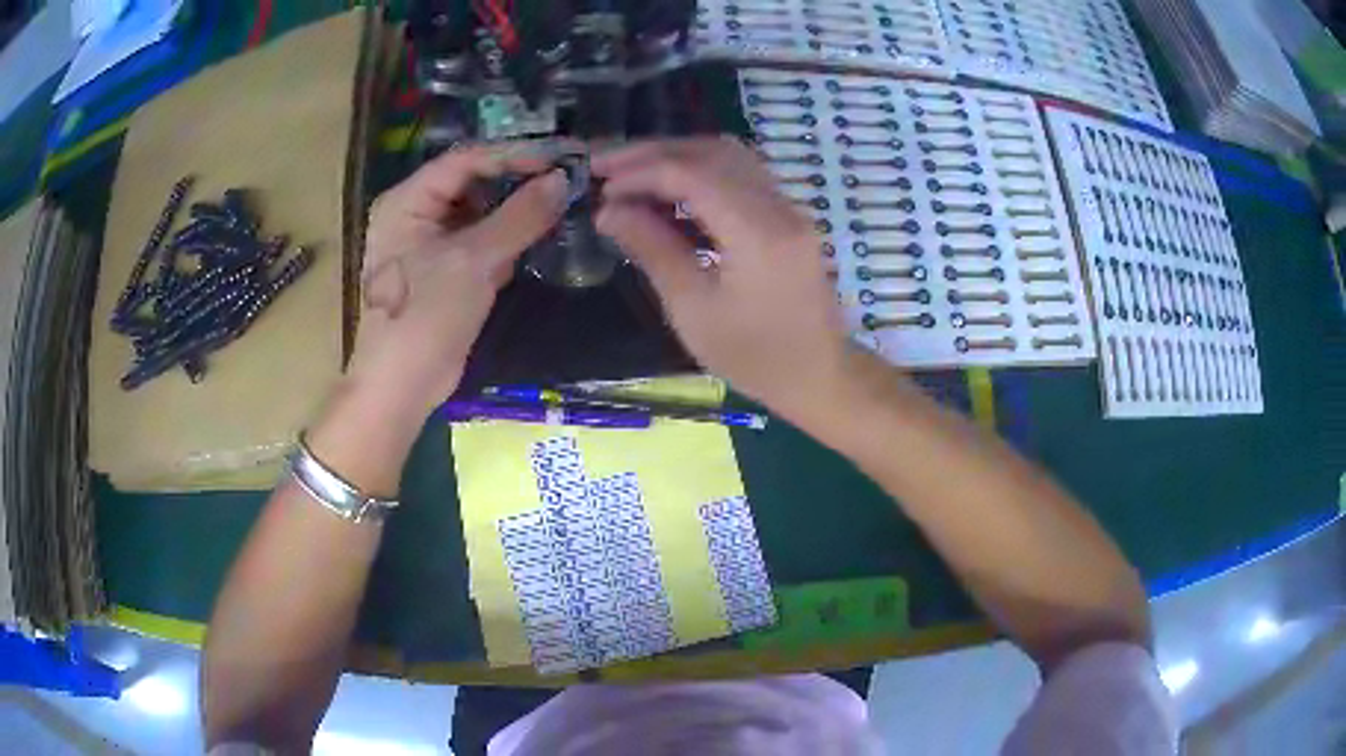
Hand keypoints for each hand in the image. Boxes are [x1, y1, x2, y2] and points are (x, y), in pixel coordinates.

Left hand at [345, 143, 569, 420]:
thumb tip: (562, 180)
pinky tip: (540, 235)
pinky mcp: (444, 268)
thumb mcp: (473, 261)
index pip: (466, 160)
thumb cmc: (425, 317)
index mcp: (407, 200)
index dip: (513, 155)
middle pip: (473, 182)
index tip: (560, 157)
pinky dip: (507, 238)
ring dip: (516, 211)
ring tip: (562, 203)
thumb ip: (520, 217)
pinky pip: (480, 239)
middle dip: (518, 181)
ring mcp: (429, 242)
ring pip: (480, 211)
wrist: (402, 386)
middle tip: (566, 177)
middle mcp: (415, 212)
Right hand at [593, 137, 850, 417]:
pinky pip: (741, 174)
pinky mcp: (788, 215)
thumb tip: (608, 211)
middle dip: (653, 153)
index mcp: (757, 233)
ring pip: (728, 155)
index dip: (639, 171)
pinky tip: (669, 189)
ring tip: (630, 172)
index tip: (598, 183)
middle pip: (711, 152)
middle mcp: (778, 206)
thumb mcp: (692, 310)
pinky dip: (700, 171)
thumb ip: (652, 249)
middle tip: (604, 164)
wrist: (819, 375)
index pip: (691, 174)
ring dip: (676, 155)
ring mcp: (789, 207)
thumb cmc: (754, 358)